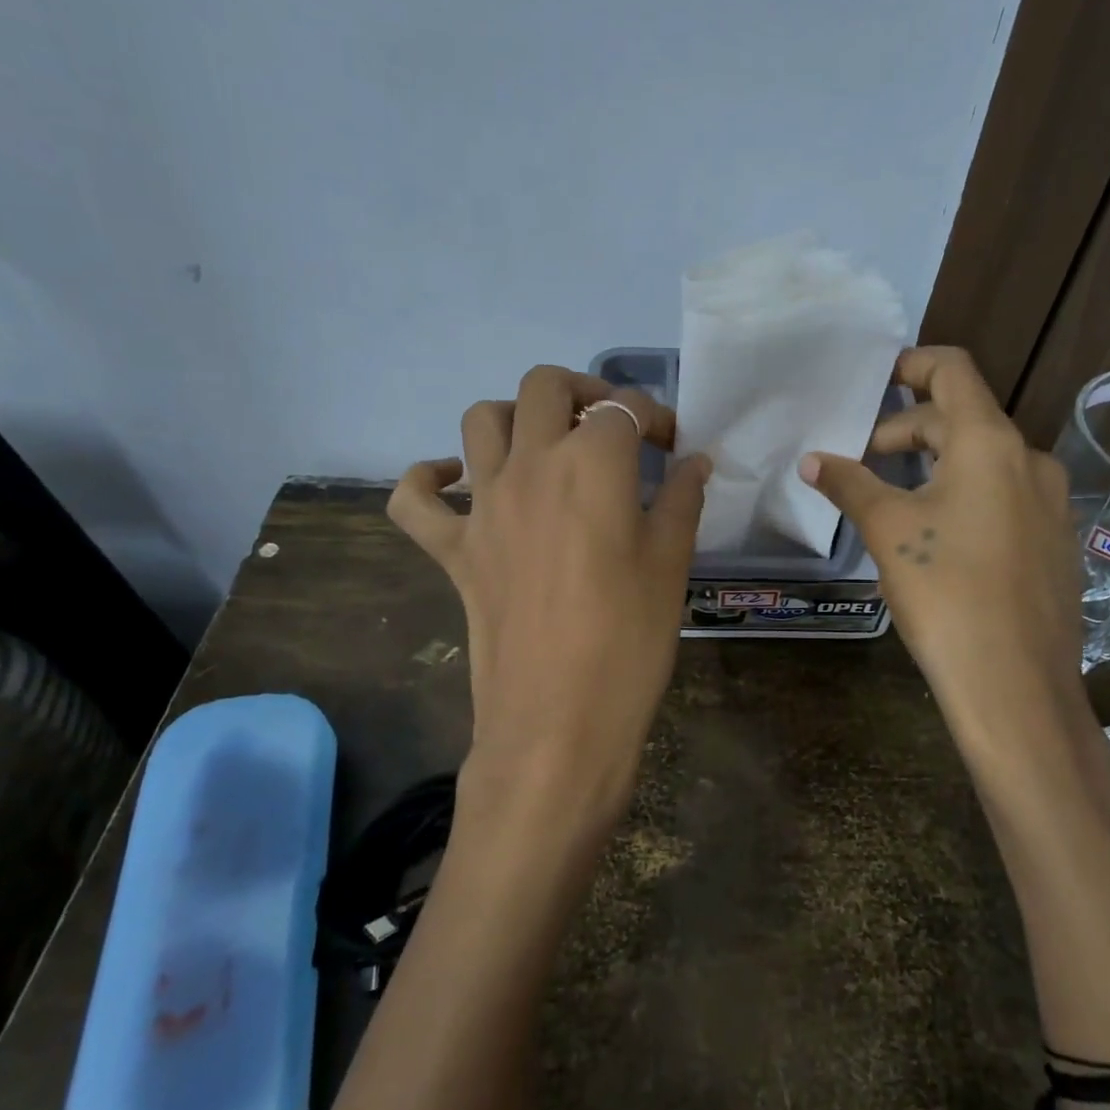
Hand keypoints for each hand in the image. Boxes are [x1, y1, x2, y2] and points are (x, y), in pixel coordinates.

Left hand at [388, 366, 709, 840]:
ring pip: (480, 420)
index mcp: (593, 464)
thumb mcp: (671, 565)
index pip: (626, 409)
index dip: (657, 419)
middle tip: (611, 429)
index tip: (674, 447)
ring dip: (516, 418)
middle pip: (544, 387)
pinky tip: (459, 483)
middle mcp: (531, 466)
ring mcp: (482, 506)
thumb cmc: (629, 642)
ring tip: (547, 447)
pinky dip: (430, 479)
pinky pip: (414, 498)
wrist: (559, 723)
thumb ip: (682, 501)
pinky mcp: (452, 549)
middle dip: (584, 393)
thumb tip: (695, 462)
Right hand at [800, 347, 1096, 784]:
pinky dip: (968, 493)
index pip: (954, 371)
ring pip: (985, 460)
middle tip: (866, 460)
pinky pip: (1006, 496)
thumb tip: (811, 460)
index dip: (913, 363)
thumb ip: (850, 484)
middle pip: (964, 418)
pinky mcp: (1055, 542)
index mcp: (990, 443)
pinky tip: (941, 536)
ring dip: (938, 463)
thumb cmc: (945, 592)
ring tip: (897, 497)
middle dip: (910, 429)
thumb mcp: (888, 530)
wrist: (1016, 684)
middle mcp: (1030, 460)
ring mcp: (1051, 503)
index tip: (877, 379)